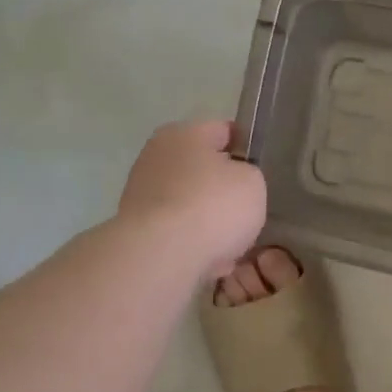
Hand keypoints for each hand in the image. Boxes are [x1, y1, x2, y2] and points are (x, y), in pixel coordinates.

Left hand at [118, 120, 266, 280]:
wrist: (162, 255)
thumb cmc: (213, 207)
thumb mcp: (252, 182)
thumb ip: (247, 174)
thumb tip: (232, 182)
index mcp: (185, 133)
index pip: (223, 131)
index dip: (244, 148)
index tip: (257, 172)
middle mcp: (156, 155)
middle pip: (201, 169)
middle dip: (221, 189)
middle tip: (245, 211)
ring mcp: (140, 192)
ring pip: (187, 203)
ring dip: (206, 220)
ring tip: (229, 244)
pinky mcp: (134, 227)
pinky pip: (174, 231)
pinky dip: (190, 242)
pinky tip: (207, 260)